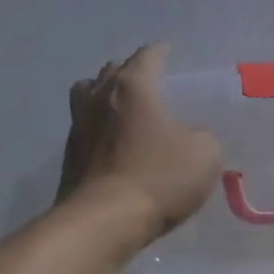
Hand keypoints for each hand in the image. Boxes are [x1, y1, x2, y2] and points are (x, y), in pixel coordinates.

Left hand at [58, 43, 220, 243]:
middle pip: (112, 72)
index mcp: (132, 86)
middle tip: (148, 83)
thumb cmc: (157, 178)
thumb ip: (203, 137)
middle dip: (130, 73)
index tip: (168, 52)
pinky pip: (85, 129)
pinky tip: (113, 143)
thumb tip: (192, 137)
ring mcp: (78, 126)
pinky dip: (99, 129)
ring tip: (123, 109)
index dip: (161, 52)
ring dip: (105, 97)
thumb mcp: (204, 155)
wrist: (103, 221)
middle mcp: (99, 97)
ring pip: (89, 97)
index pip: (148, 56)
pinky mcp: (69, 156)